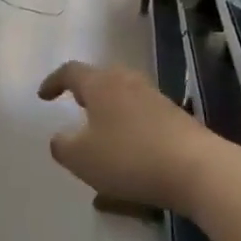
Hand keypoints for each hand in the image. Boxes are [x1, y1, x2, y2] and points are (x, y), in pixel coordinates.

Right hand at [39, 61, 209, 209]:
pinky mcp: (176, 118)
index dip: (53, 82)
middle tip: (74, 107)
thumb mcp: (81, 158)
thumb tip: (60, 138)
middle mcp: (128, 82)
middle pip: (101, 78)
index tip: (43, 96)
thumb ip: (62, 146)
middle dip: (86, 91)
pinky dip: (128, 129)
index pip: (71, 71)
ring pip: (123, 98)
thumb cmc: (129, 157)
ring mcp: (156, 98)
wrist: (197, 169)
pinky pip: (141, 117)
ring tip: (100, 134)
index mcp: (101, 84)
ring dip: (108, 112)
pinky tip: (127, 156)